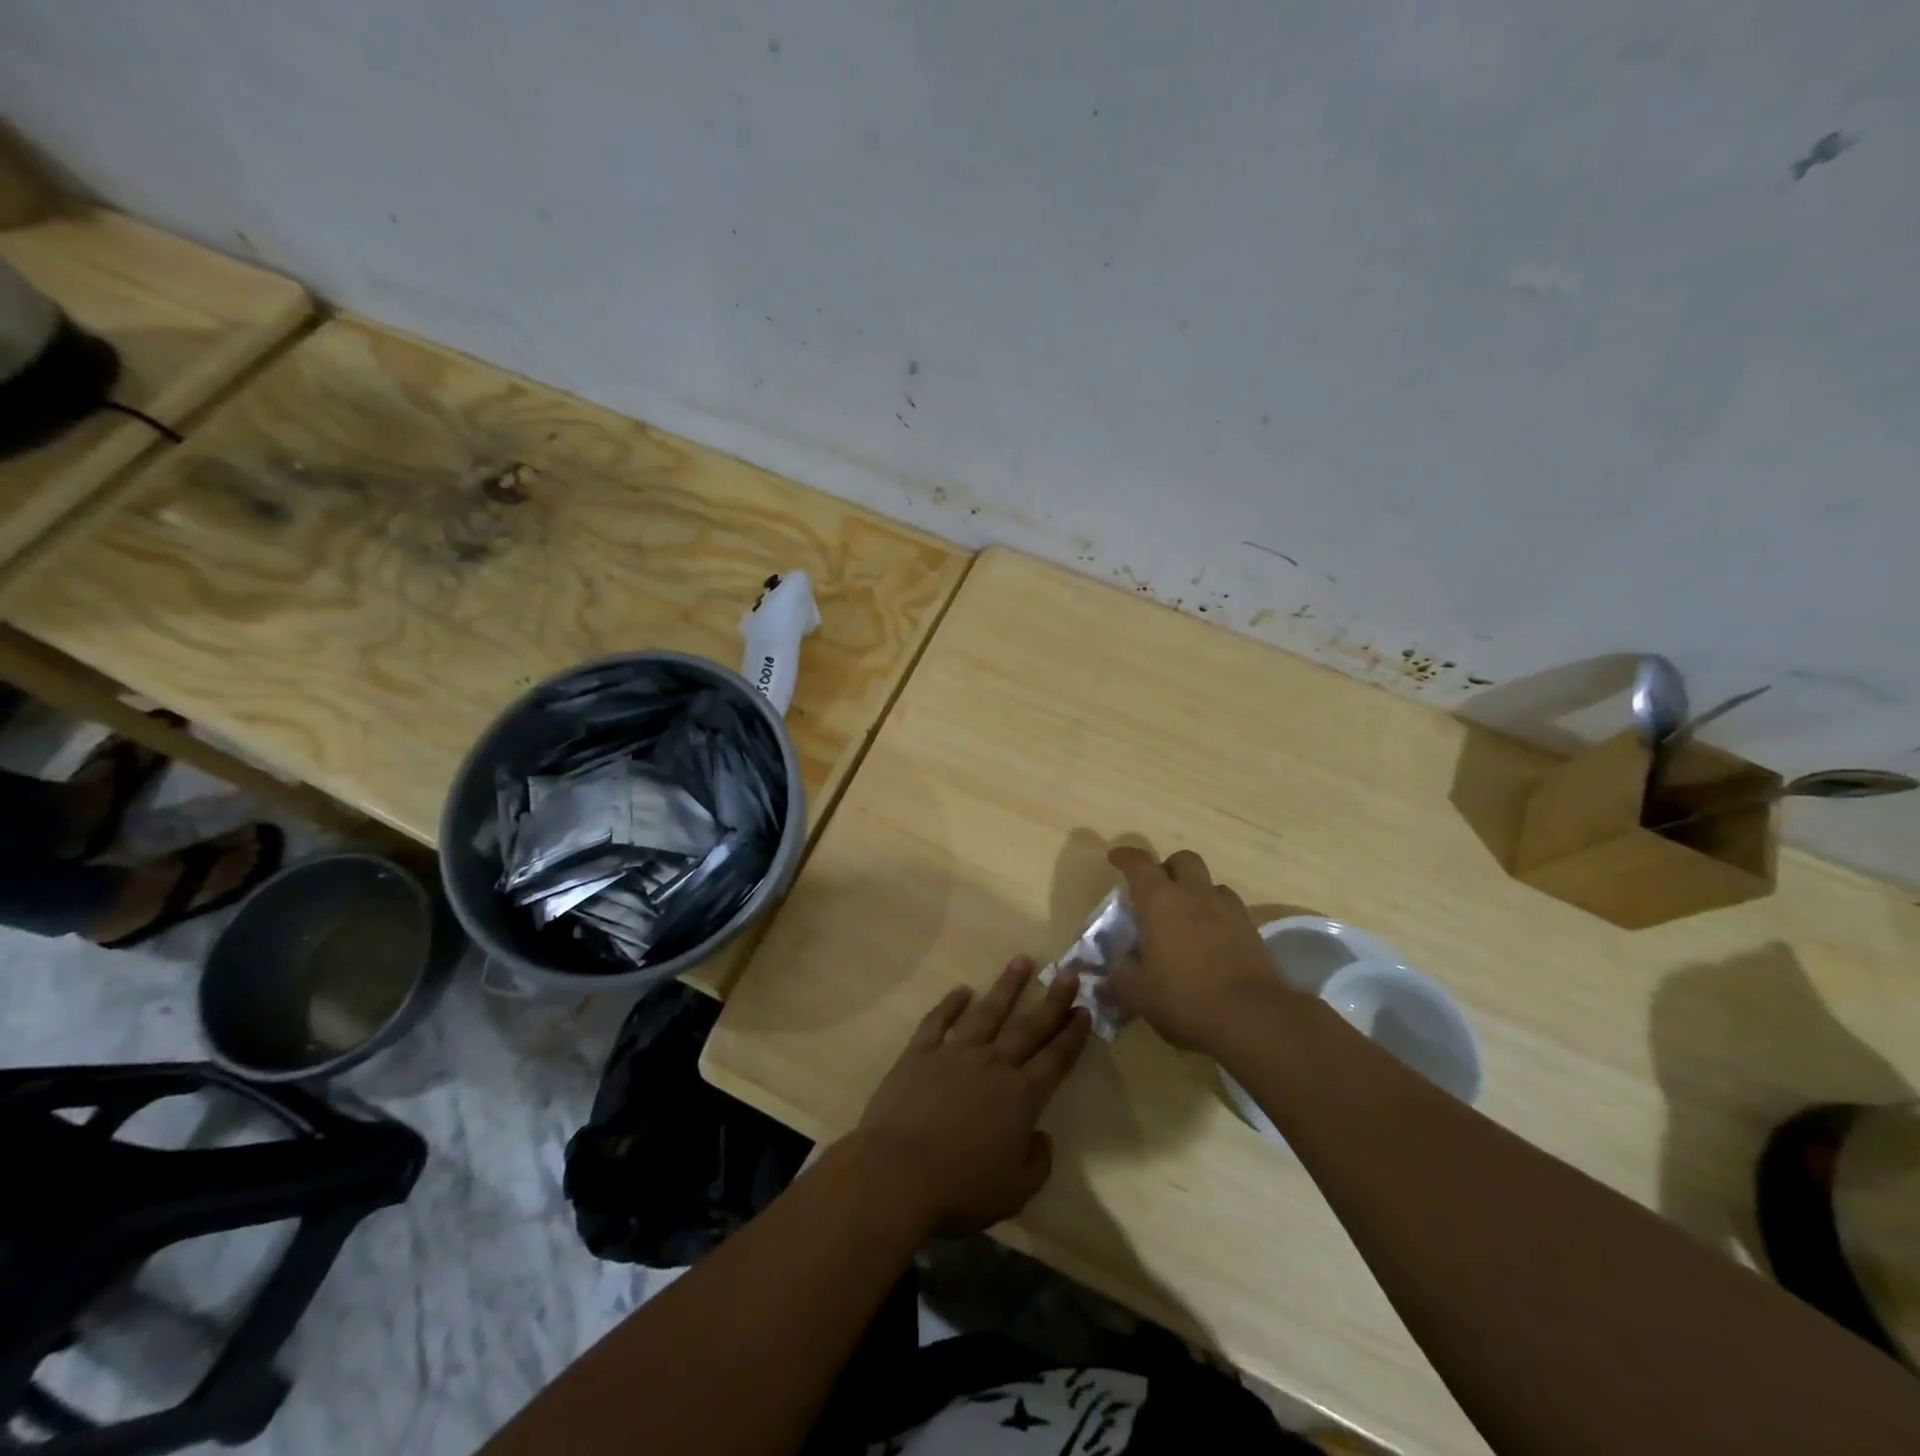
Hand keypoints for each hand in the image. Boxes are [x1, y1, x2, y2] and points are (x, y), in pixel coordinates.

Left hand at [849, 957, 1090, 1237]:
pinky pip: (939, 1020)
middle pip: (1029, 1026)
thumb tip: (1042, 1136)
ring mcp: (955, 1053)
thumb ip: (1037, 1162)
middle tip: (1069, 973)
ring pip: (987, 1012)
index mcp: (1020, 1097)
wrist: (896, 1173)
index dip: (1072, 1035)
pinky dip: (951, 1003)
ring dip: (1007, 986)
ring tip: (1022, 961)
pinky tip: (962, 990)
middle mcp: (993, 1064)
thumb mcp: (1014, 1191)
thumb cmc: (959, 1188)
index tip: (1084, 1010)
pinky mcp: (920, 1052)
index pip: (1055, 1059)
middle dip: (1052, 1000)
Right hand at [1107, 846, 1285, 1053]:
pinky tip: (1211, 941)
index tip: (1115, 858)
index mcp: (1159, 901)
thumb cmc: (1182, 998)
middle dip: (1168, 868)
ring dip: (1196, 892)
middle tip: (1157, 891)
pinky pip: (1231, 910)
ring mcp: (1228, 910)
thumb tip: (1116, 968)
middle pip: (1183, 860)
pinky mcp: (1252, 931)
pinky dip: (1218, 916)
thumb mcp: (1136, 993)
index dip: (1126, 857)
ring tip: (1186, 918)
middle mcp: (1194, 894)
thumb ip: (1120, 975)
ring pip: (1211, 884)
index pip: (1139, 864)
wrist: (1250, 1018)